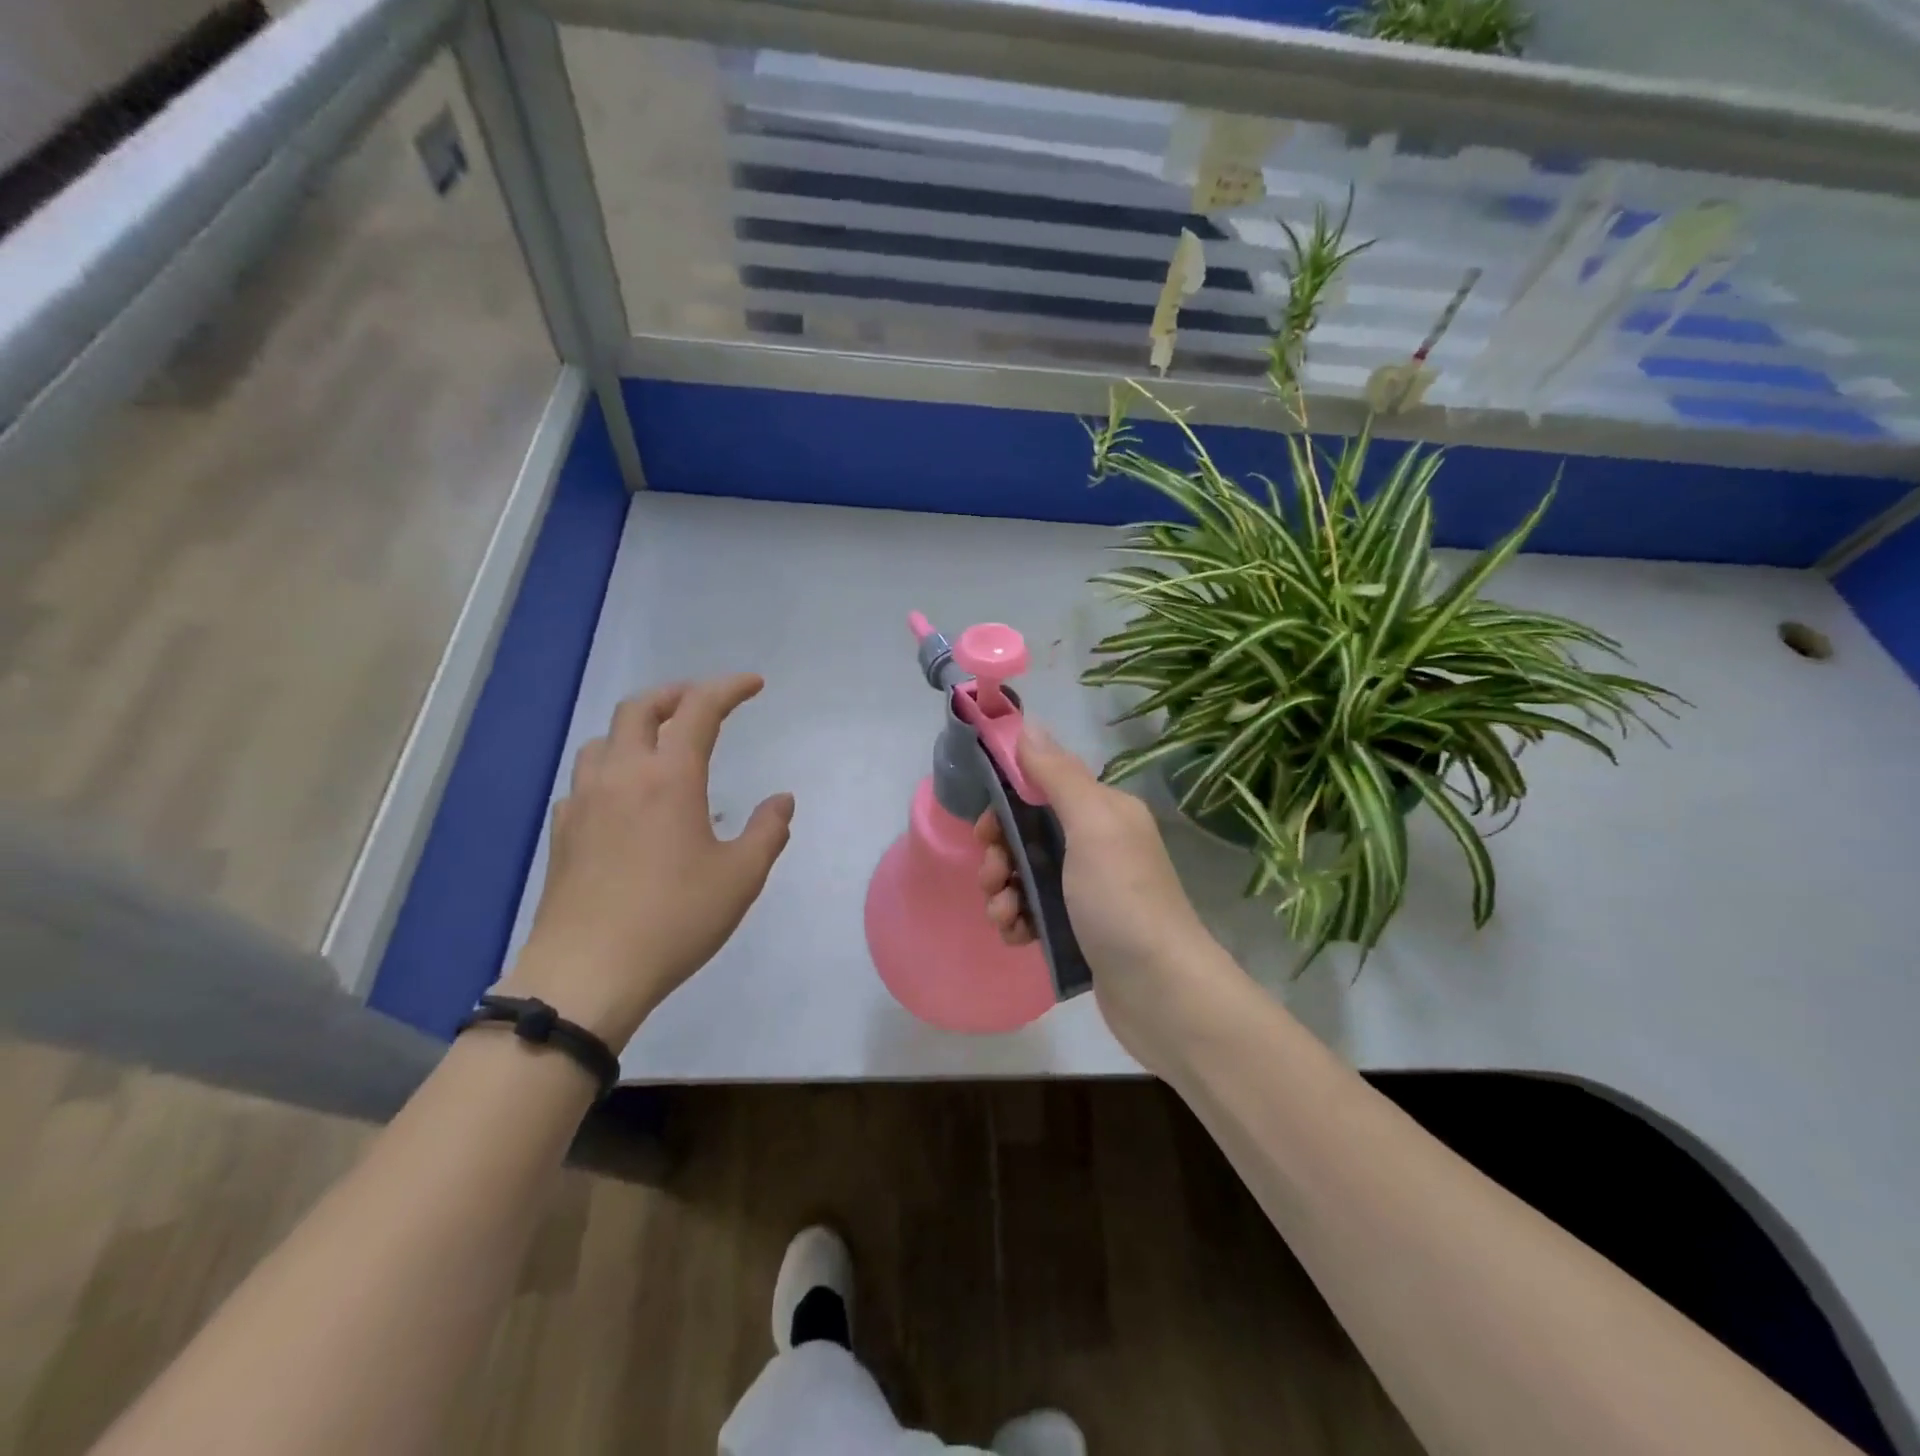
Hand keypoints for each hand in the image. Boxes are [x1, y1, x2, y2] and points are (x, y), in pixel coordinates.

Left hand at [503, 675, 794, 1046]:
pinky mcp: (563, 831)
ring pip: (604, 739)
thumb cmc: (674, 920)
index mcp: (669, 777)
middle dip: (676, 694)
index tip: (754, 684)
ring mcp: (584, 801)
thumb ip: (768, 831)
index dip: (729, 688)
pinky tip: (625, 798)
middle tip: (704, 703)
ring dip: (637, 728)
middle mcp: (622, 775)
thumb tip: (782, 800)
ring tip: (662, 746)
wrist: (587, 973)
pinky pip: (586, 778)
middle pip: (640, 708)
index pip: (699, 709)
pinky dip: (612, 768)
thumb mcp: (740, 877)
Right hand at [975, 725, 1226, 1070]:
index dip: (1007, 804)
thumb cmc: (1122, 900)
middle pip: (1029, 834)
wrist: (1161, 993)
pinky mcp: (1081, 930)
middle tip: (993, 877)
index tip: (985, 830)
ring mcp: (1090, 891)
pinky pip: (1035, 912)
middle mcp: (1098, 845)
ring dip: (1003, 891)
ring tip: (1004, 915)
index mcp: (1104, 812)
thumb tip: (1029, 723)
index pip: (1042, 788)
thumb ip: (1057, 775)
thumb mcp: (1091, 826)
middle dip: (1001, 854)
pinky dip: (1018, 920)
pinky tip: (1017, 936)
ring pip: (1027, 876)